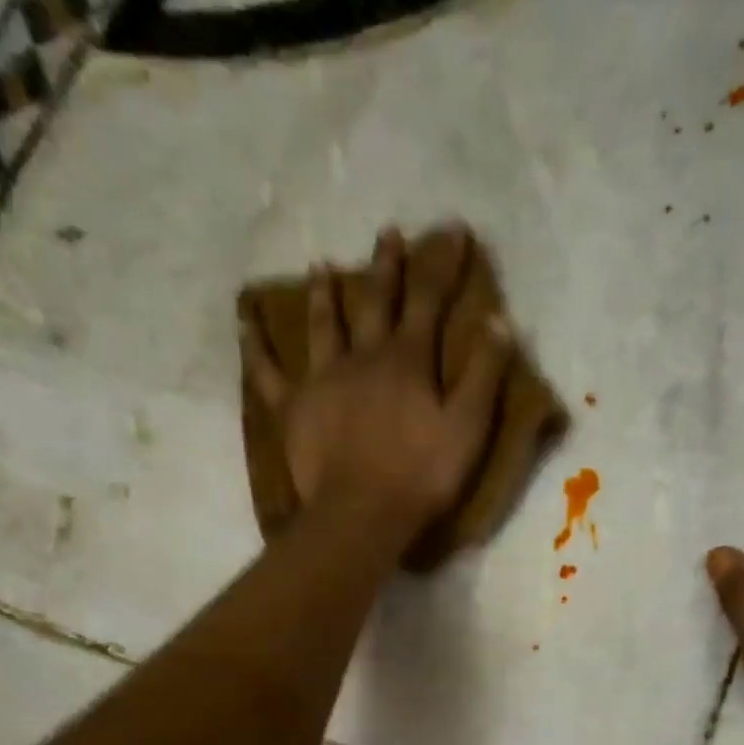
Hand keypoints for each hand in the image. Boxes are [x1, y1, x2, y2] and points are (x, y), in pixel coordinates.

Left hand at [241, 225, 512, 540]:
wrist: (363, 514)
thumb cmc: (423, 475)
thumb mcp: (468, 427)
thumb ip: (483, 373)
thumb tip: (498, 319)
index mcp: (408, 361)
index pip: (428, 301)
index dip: (442, 264)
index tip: (452, 231)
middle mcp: (363, 356)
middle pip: (374, 302)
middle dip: (385, 267)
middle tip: (387, 234)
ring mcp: (322, 378)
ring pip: (322, 325)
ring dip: (324, 294)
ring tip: (320, 266)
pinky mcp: (292, 406)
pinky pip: (267, 369)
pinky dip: (255, 343)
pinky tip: (245, 320)